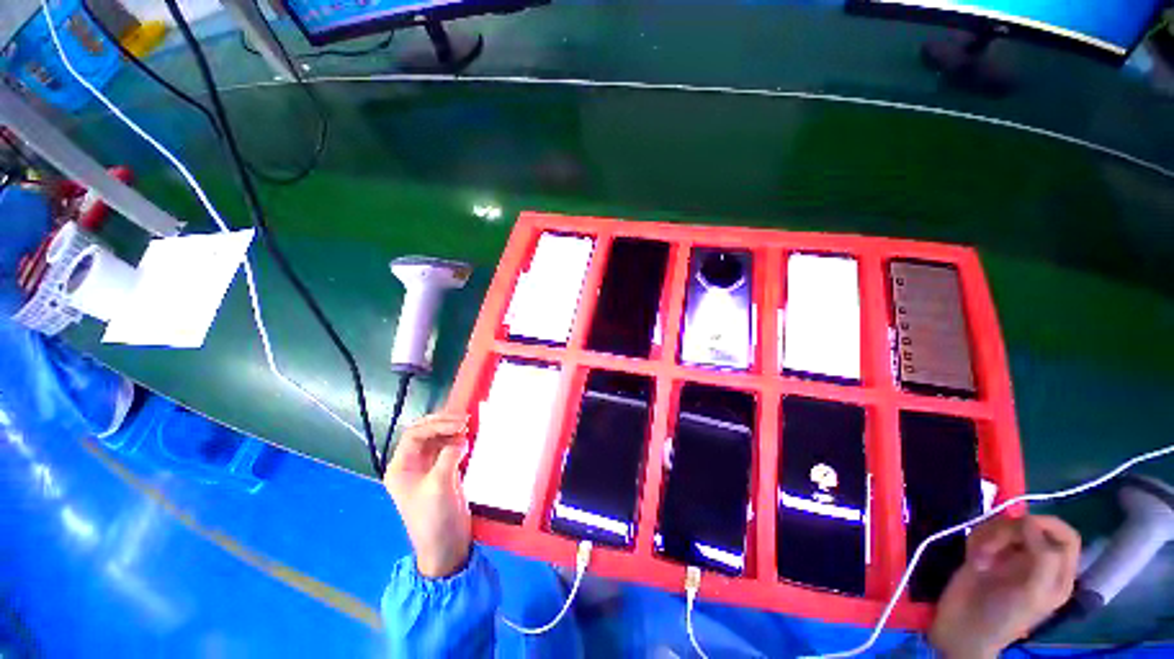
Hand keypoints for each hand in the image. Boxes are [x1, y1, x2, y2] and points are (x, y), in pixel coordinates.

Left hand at [383, 412, 471, 578]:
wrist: (446, 546)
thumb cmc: (434, 518)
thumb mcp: (439, 485)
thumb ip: (449, 456)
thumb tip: (461, 437)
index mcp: (401, 467)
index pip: (414, 435)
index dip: (436, 425)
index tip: (459, 424)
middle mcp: (412, 464)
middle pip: (425, 433)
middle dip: (443, 423)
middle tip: (464, 420)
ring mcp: (428, 467)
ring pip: (437, 438)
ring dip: (451, 430)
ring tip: (467, 426)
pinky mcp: (443, 471)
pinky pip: (449, 447)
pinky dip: (458, 440)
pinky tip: (468, 438)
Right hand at [929, 515, 1080, 658]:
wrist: (962, 628)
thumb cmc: (1003, 616)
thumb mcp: (1032, 592)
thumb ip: (1043, 557)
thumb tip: (1030, 521)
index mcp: (1056, 573)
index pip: (1066, 536)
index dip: (1049, 525)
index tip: (1024, 525)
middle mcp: (1036, 562)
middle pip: (1031, 527)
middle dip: (1009, 531)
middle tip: (991, 549)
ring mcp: (1009, 557)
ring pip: (1003, 526)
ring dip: (988, 537)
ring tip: (979, 559)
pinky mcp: (985, 553)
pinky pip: (983, 532)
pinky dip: (976, 540)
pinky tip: (971, 558)